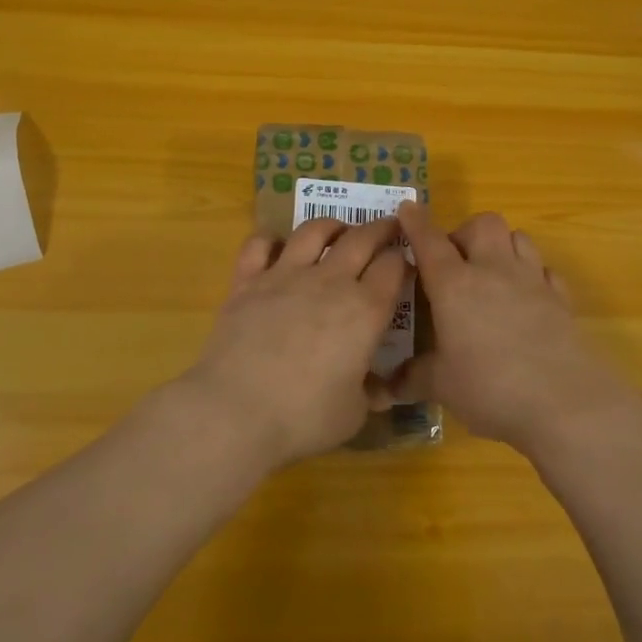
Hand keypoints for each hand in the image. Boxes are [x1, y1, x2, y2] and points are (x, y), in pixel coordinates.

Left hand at [183, 216, 409, 466]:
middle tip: (388, 226)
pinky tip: (275, 243)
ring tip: (338, 229)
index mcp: (365, 310)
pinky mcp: (248, 281)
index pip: (393, 267)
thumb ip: (371, 393)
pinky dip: (269, 238)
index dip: (403, 260)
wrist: (236, 410)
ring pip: (313, 231)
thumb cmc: (303, 417)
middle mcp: (330, 281)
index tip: (406, 261)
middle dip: (380, 228)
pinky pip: (259, 245)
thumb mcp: (353, 414)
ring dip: (331, 225)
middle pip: (362, 239)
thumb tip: (382, 390)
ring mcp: (285, 275)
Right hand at [393, 201, 633, 453]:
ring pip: (518, 237)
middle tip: (455, 261)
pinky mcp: (561, 299)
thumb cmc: (491, 389)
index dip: (416, 222)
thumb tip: (389, 385)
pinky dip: (532, 274)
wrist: (565, 403)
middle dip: (465, 232)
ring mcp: (532, 281)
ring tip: (491, 273)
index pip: (430, 241)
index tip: (408, 209)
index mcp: (455, 285)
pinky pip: (545, 270)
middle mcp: (493, 271)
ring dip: (501, 246)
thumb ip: (415, 377)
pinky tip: (526, 297)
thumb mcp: (442, 387)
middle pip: (482, 224)